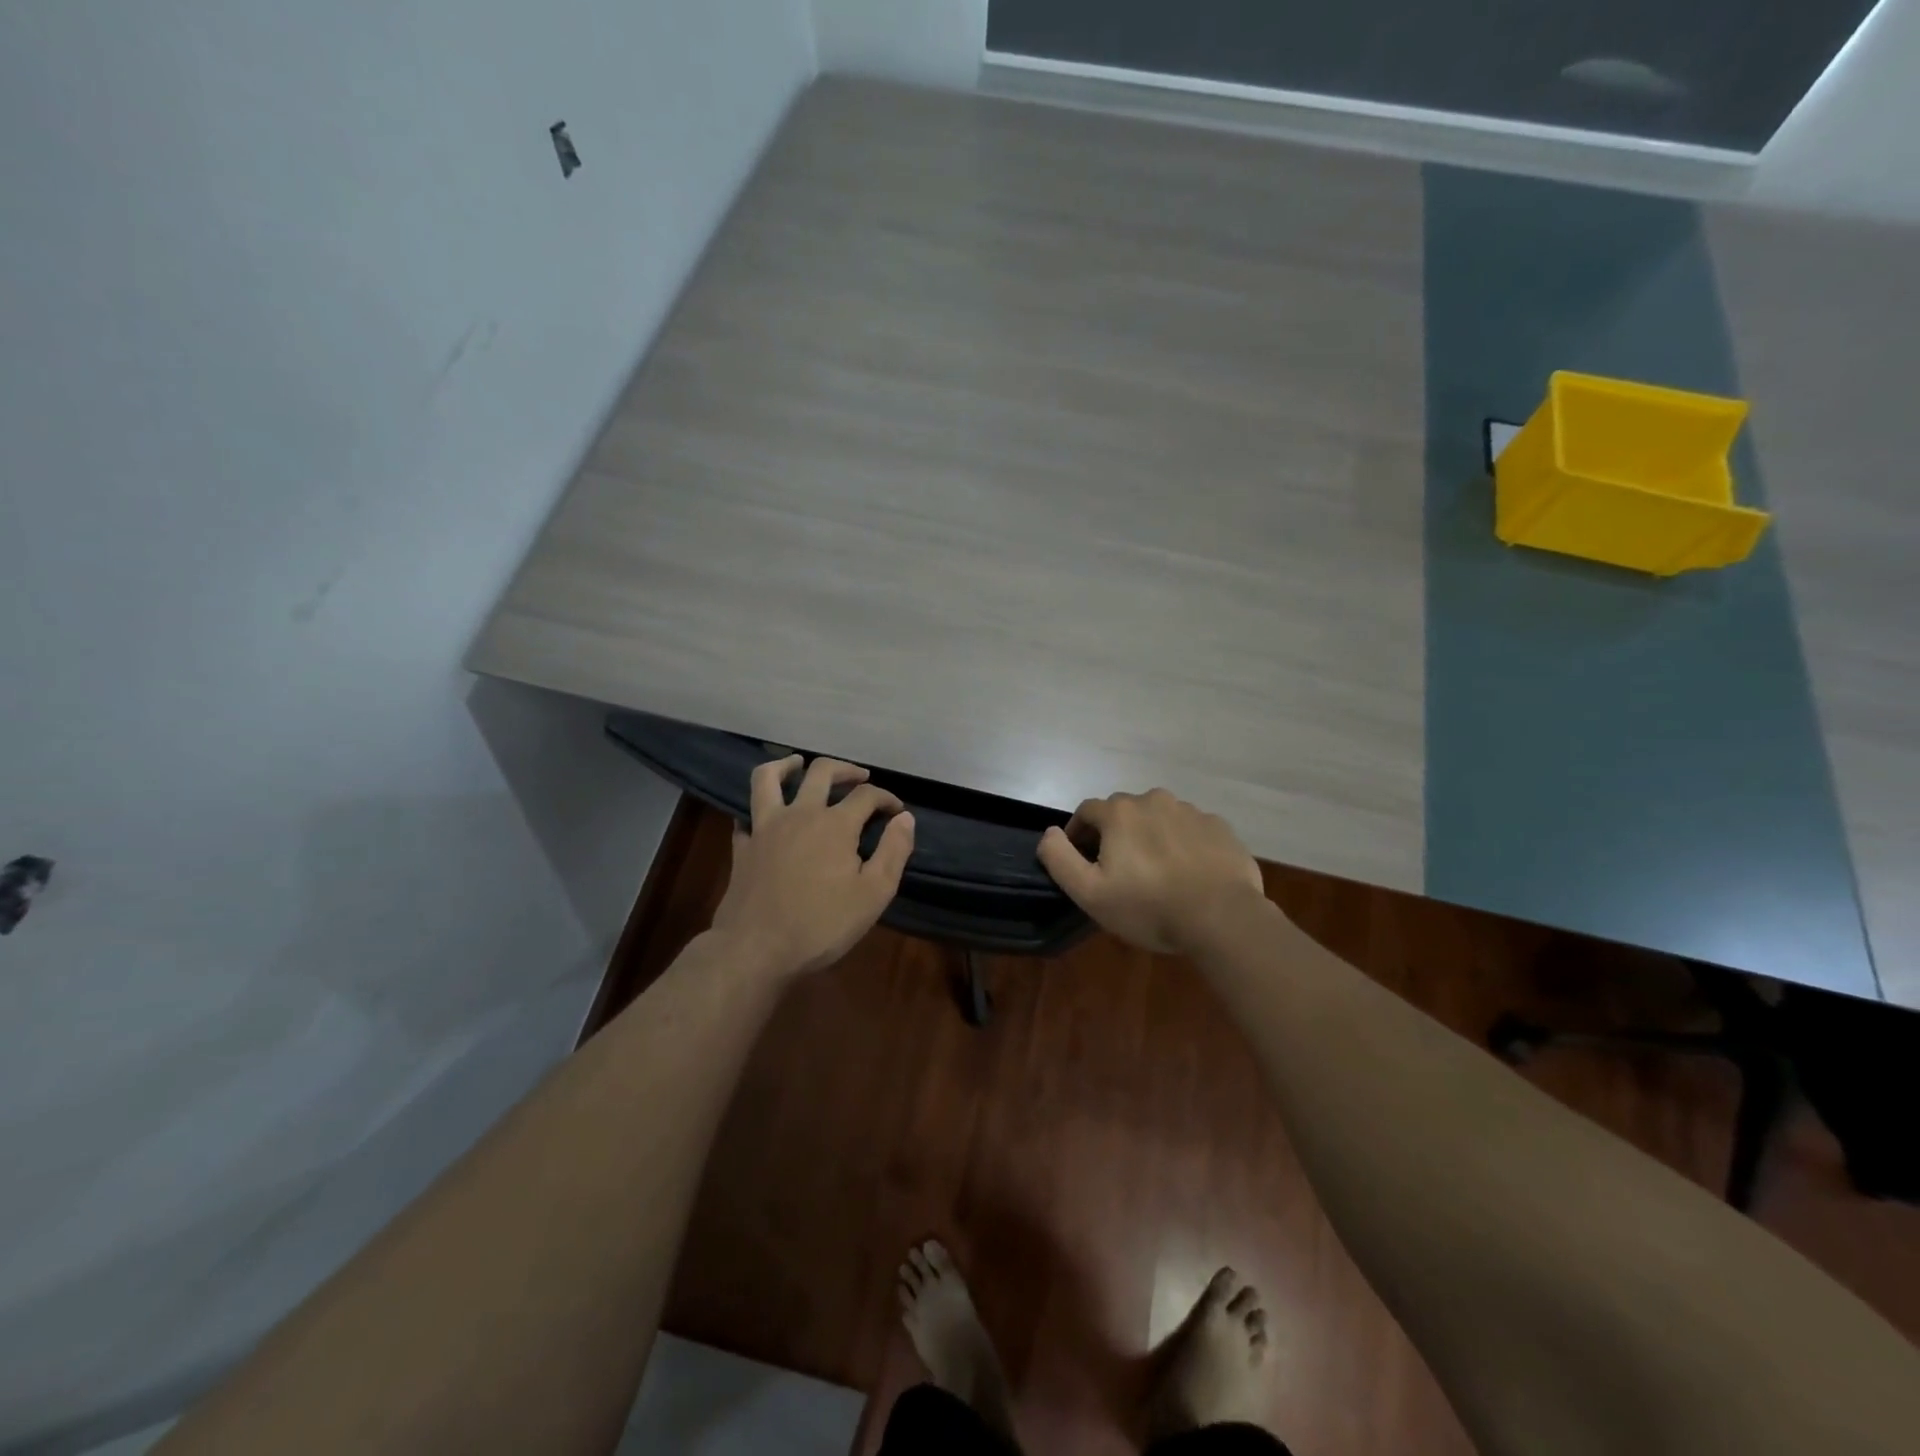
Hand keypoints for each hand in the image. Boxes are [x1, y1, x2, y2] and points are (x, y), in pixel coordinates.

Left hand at [710, 755, 915, 978]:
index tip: (897, 811)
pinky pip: (747, 815)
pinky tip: (766, 815)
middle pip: (822, 772)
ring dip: (786, 765)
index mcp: (835, 824)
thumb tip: (905, 818)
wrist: (756, 949)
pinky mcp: (743, 846)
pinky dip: (758, 809)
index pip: (866, 795)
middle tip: (859, 777)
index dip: (886, 798)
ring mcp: (765, 827)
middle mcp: (800, 814)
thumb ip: (894, 851)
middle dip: (846, 769)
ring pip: (768, 778)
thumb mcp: (874, 894)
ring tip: (798, 763)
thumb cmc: (822, 925)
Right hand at [1036, 788, 1265, 954]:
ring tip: (1156, 872)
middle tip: (1119, 870)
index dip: (1078, 833)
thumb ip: (1060, 858)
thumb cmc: (1149, 906)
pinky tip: (1188, 873)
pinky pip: (1190, 830)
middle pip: (1124, 811)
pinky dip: (1183, 844)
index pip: (1086, 811)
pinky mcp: (1219, 827)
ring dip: (1150, 836)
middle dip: (1115, 834)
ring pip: (1158, 818)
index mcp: (1120, 812)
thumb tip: (1049, 833)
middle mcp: (1154, 800)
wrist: (1222, 917)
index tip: (1082, 860)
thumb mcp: (1090, 893)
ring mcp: (1191, 811)